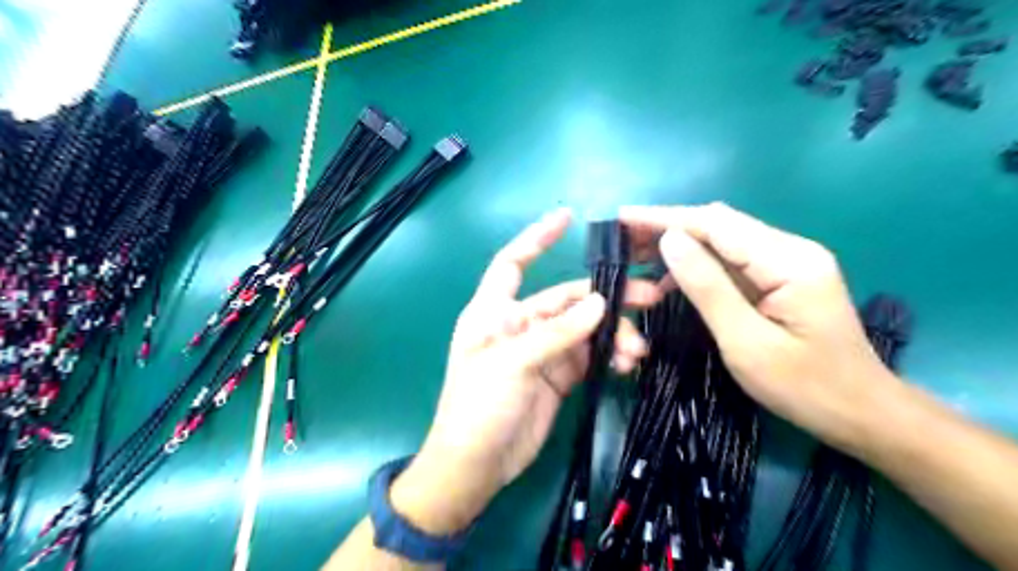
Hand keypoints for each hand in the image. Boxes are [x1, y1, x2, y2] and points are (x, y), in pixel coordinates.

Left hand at [392, 209, 660, 534]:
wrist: (477, 464)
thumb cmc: (479, 406)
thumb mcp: (513, 364)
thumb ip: (557, 334)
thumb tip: (599, 303)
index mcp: (494, 311)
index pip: (512, 263)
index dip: (535, 239)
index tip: (565, 218)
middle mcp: (520, 324)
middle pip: (566, 300)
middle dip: (605, 299)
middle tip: (648, 298)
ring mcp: (542, 351)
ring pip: (585, 330)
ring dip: (613, 334)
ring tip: (637, 350)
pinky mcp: (559, 375)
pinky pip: (590, 356)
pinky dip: (610, 356)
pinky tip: (627, 364)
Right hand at [621, 202, 896, 454]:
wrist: (862, 413)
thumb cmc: (805, 387)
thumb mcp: (746, 342)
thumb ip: (707, 287)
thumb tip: (670, 241)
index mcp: (788, 261)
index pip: (715, 224)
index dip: (665, 218)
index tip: (622, 219)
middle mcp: (790, 250)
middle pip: (719, 225)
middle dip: (668, 226)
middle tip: (623, 239)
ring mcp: (787, 263)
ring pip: (722, 240)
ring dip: (679, 245)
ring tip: (637, 257)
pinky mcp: (781, 278)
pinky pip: (731, 261)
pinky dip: (696, 265)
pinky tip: (671, 281)